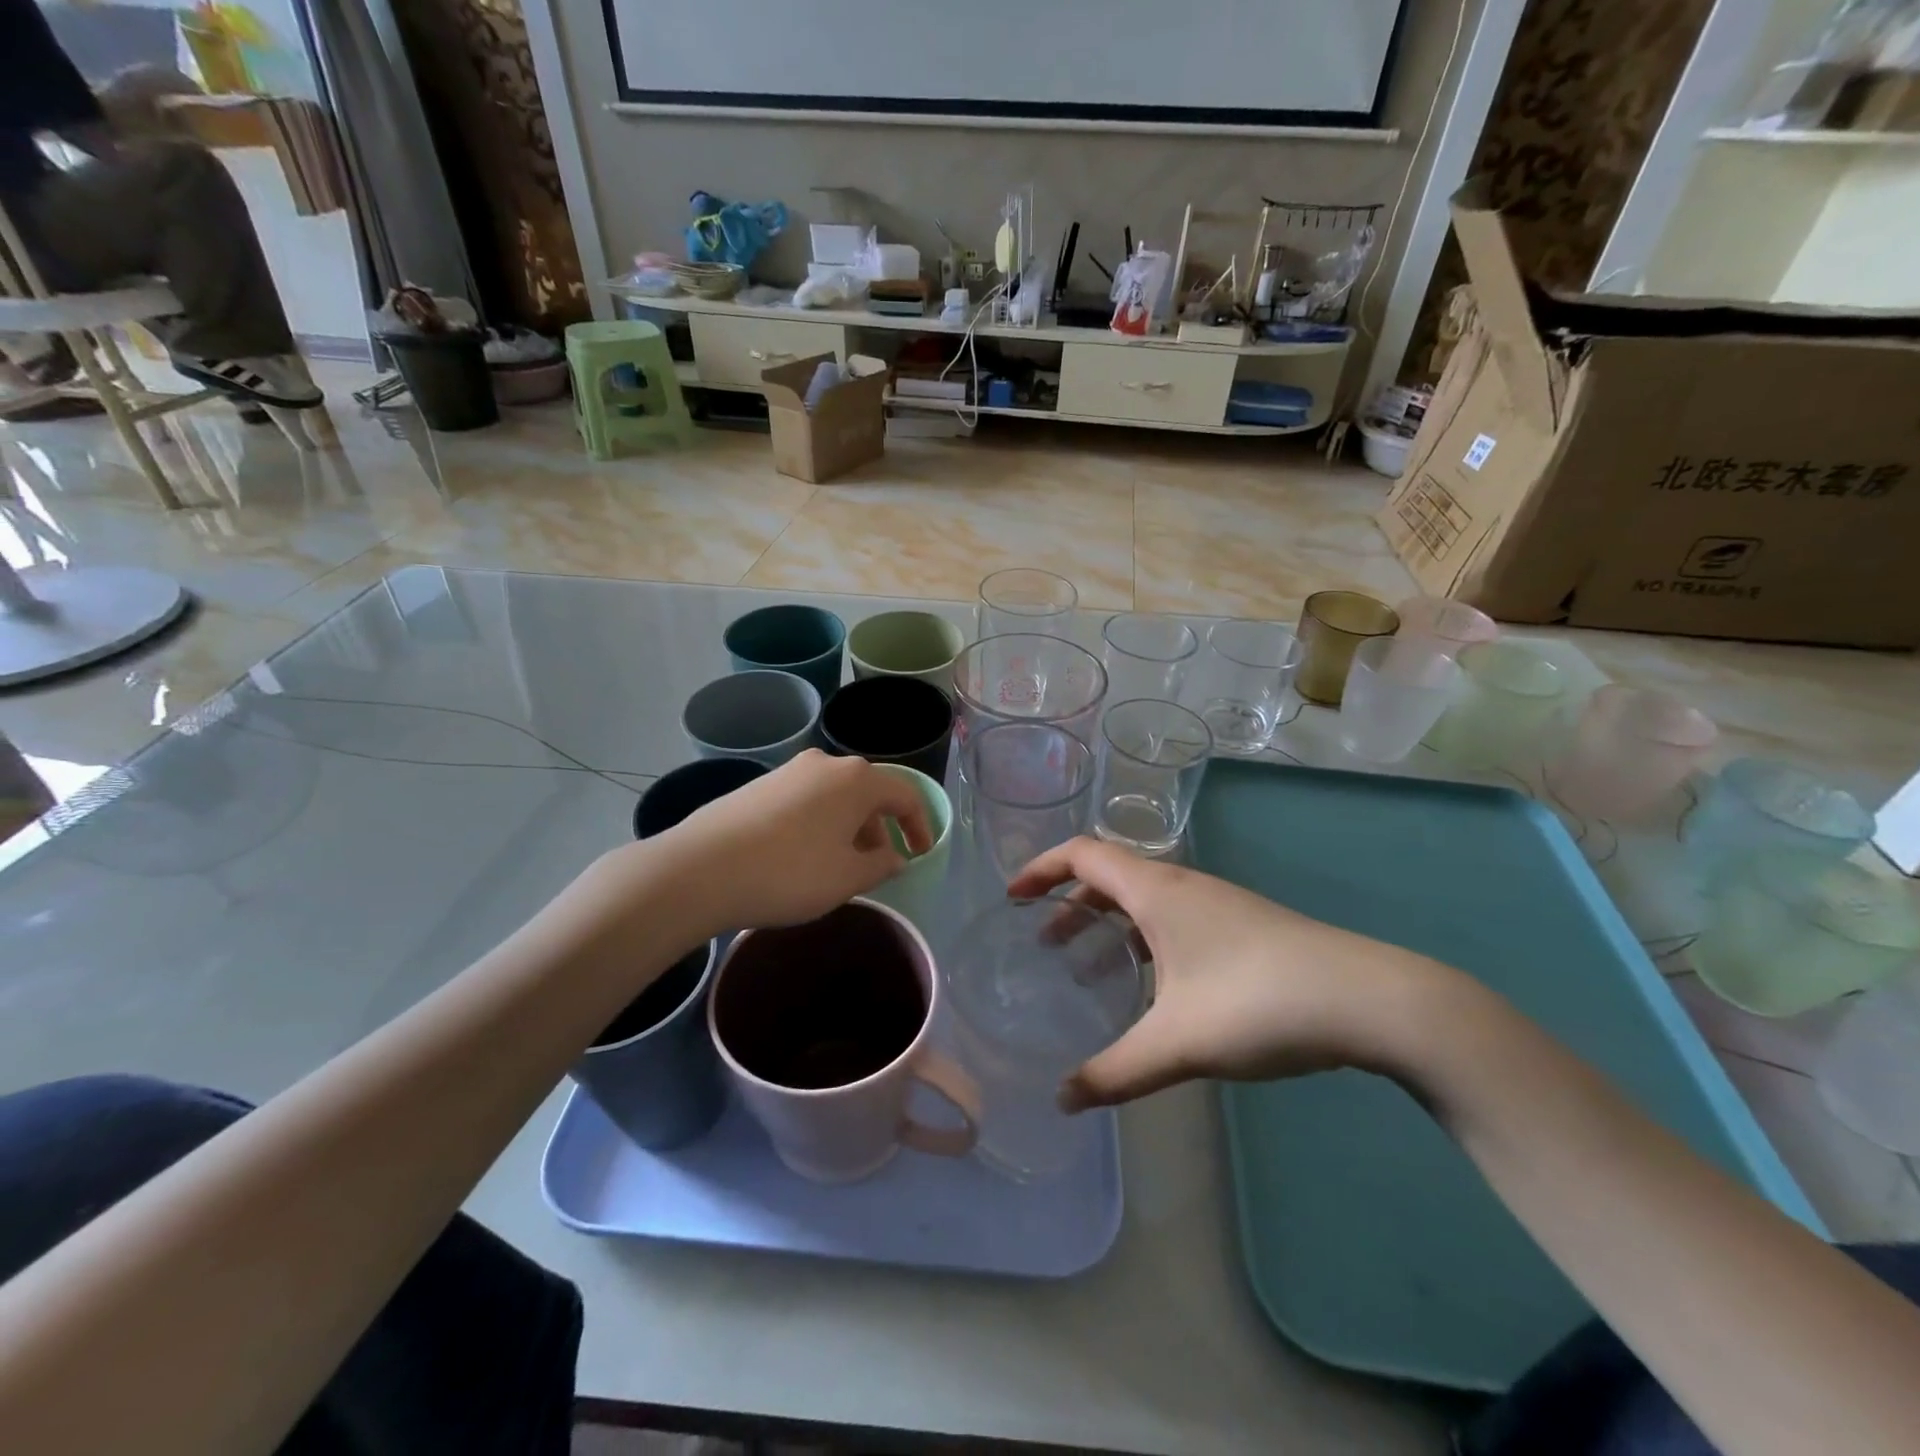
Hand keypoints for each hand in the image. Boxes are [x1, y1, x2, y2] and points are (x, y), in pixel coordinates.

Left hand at [657, 750, 932, 934]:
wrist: (701, 869)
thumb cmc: (789, 873)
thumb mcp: (847, 878)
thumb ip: (881, 865)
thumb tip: (894, 857)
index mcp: (856, 779)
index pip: (904, 795)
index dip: (919, 826)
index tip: (920, 854)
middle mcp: (825, 764)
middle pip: (868, 793)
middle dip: (880, 828)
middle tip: (878, 865)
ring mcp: (788, 771)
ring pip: (835, 796)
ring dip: (848, 827)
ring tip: (840, 865)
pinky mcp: (759, 785)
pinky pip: (806, 801)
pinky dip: (819, 824)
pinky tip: (803, 856)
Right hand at [1007, 838, 1441, 1110]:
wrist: (1372, 1001)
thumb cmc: (1260, 1003)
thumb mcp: (1178, 1043)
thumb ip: (1115, 1073)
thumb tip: (1063, 1101)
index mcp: (1156, 892)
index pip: (1082, 855)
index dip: (1041, 869)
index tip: (1012, 898)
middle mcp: (1182, 886)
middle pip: (1109, 876)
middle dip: (1068, 903)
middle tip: (1041, 943)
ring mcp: (1216, 905)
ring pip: (1143, 901)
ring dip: (1105, 923)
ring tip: (1082, 966)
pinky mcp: (1241, 928)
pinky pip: (1170, 919)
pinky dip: (1141, 939)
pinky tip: (1149, 986)